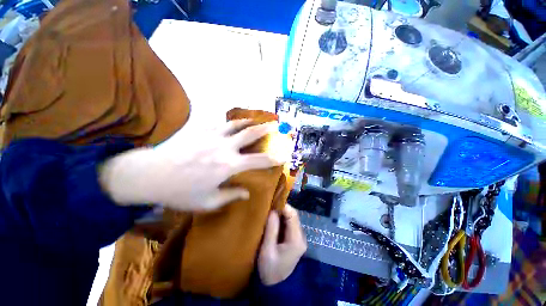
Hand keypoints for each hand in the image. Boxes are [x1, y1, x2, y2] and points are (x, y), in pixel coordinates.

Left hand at [100, 120, 283, 210]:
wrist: (149, 175)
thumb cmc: (180, 192)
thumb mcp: (208, 202)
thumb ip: (231, 196)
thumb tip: (247, 193)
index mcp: (229, 165)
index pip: (259, 161)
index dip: (273, 159)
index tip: (282, 157)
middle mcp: (225, 147)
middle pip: (250, 133)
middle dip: (266, 129)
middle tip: (275, 125)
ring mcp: (212, 136)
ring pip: (236, 124)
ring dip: (248, 121)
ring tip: (255, 119)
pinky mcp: (200, 131)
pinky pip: (219, 123)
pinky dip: (229, 122)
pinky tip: (232, 123)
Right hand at [258, 205, 306, 285]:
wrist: (275, 287)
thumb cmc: (269, 270)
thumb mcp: (267, 250)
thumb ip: (271, 229)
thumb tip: (273, 211)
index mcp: (296, 239)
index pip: (293, 215)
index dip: (284, 206)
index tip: (272, 202)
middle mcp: (300, 237)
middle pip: (293, 216)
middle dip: (281, 209)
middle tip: (269, 206)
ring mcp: (298, 238)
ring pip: (291, 219)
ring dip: (281, 214)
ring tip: (269, 211)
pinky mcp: (294, 240)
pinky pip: (288, 224)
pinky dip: (281, 220)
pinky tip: (273, 219)